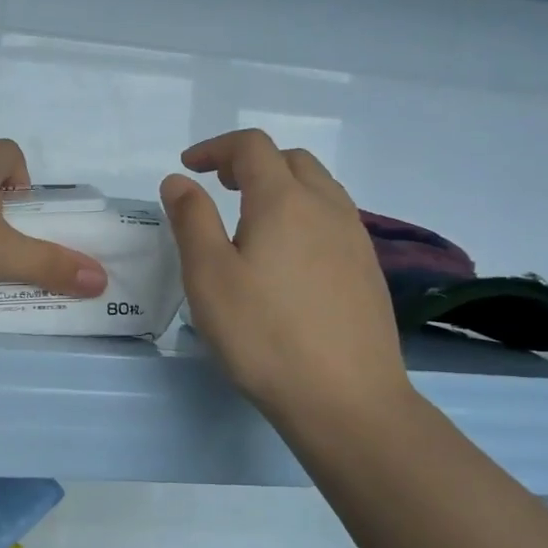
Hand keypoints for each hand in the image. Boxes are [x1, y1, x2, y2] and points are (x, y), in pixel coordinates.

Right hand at [161, 130, 412, 429]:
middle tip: (220, 188)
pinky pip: (334, 218)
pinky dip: (304, 213)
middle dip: (250, 162)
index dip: (216, 148)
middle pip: (290, 159)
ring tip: (252, 217)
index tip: (189, 168)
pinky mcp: (368, 269)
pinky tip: (289, 255)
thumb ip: (191, 220)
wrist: (348, 400)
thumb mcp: (209, 276)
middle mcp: (326, 207)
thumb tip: (179, 180)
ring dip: (281, 185)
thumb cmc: (265, 335)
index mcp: (284, 201)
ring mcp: (355, 238)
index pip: (252, 147)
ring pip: (318, 187)